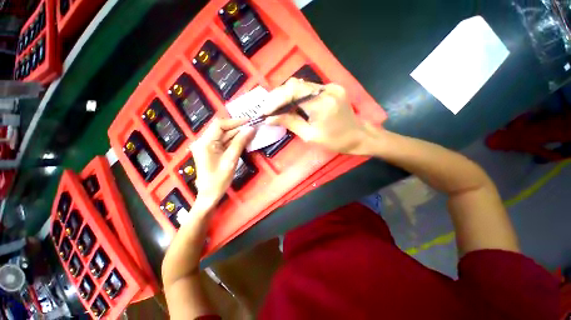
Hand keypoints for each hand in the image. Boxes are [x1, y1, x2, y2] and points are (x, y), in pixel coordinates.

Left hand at [191, 118, 254, 206]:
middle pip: (222, 129)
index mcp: (204, 142)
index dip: (235, 121)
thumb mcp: (231, 160)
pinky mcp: (212, 151)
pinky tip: (244, 140)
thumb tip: (251, 129)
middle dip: (238, 128)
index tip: (250, 121)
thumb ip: (240, 143)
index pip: (220, 125)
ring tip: (251, 133)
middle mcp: (204, 141)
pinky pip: (224, 142)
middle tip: (253, 128)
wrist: (209, 195)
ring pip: (224, 136)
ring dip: (237, 135)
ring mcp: (207, 146)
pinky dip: (234, 141)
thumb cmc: (219, 180)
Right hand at [263, 78, 373, 154]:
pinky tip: (292, 105)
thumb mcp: (310, 136)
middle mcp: (326, 90)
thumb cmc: (335, 141)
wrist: (358, 137)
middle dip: (278, 96)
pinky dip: (297, 96)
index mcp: (321, 104)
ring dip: (287, 95)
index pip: (293, 92)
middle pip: (296, 85)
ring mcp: (331, 87)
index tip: (265, 110)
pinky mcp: (332, 88)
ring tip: (277, 108)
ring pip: (302, 85)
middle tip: (268, 109)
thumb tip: (270, 119)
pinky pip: (310, 89)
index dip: (276, 99)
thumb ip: (290, 123)